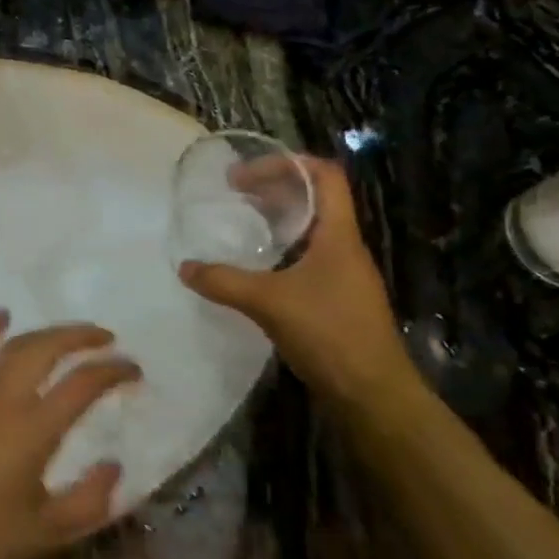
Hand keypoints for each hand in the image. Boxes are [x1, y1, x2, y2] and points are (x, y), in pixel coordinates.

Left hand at [0, 313, 139, 558]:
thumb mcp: (42, 534)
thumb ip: (88, 502)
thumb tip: (115, 465)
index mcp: (33, 428)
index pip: (84, 384)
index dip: (113, 371)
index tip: (132, 369)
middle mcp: (4, 395)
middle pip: (49, 348)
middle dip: (82, 337)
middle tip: (105, 338)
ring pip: (15, 344)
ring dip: (46, 333)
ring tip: (67, 334)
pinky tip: (2, 317)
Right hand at [179, 157, 418, 412]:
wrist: (373, 395)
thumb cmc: (329, 334)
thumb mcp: (268, 302)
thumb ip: (224, 281)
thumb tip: (184, 267)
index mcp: (338, 235)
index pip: (325, 175)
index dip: (289, 163)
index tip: (248, 172)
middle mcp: (345, 247)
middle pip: (315, 198)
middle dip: (275, 188)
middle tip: (235, 194)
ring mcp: (344, 274)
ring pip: (311, 229)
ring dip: (278, 219)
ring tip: (242, 223)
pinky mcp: (338, 298)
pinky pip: (308, 257)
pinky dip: (282, 250)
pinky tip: (257, 267)